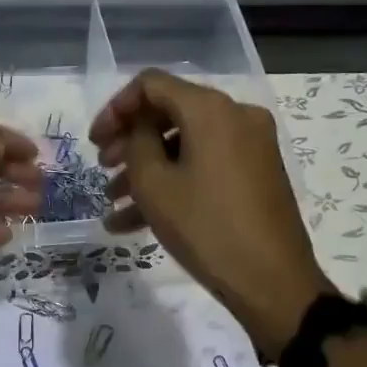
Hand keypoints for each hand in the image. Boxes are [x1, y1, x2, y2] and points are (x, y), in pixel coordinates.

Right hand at [91, 70, 327, 355]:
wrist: (272, 281)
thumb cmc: (205, 227)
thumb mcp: (154, 185)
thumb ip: (137, 142)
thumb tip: (140, 129)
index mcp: (211, 109)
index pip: (151, 84)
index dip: (115, 109)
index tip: (94, 142)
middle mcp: (236, 116)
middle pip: (169, 113)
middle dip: (129, 142)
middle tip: (102, 170)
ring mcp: (251, 147)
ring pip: (185, 146)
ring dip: (146, 171)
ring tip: (113, 204)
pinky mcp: (256, 175)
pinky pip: (205, 167)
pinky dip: (173, 185)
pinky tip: (135, 224)